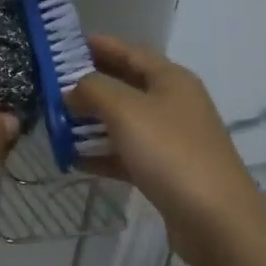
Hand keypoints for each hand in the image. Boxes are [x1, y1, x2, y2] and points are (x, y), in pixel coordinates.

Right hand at [66, 35, 261, 265]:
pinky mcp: (163, 171)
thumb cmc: (170, 152)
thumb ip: (93, 89)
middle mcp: (172, 104)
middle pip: (124, 85)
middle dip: (88, 84)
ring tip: (54, 121)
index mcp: (170, 79)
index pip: (129, 51)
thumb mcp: (126, 110)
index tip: (61, 45)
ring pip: (122, 122)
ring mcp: (169, 139)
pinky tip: (72, 159)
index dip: (97, 45)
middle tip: (49, 85)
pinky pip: (125, 155)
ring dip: (90, 121)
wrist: (215, 219)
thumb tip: (72, 88)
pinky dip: (100, 154)